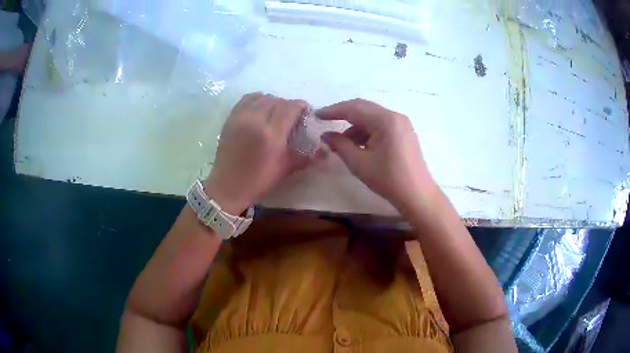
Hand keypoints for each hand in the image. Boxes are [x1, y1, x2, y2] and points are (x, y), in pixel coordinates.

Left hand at [203, 93, 309, 214]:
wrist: (227, 186)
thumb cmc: (259, 180)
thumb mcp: (286, 168)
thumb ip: (307, 155)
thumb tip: (326, 148)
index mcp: (271, 134)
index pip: (290, 107)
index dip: (301, 106)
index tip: (305, 113)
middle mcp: (255, 120)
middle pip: (278, 100)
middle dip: (288, 105)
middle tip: (291, 117)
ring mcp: (241, 117)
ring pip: (262, 97)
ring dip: (273, 102)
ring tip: (275, 113)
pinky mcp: (230, 118)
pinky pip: (247, 99)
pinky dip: (257, 100)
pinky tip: (260, 109)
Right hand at [319, 99, 436, 210]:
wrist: (417, 195)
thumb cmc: (388, 179)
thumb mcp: (359, 163)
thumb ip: (340, 145)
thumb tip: (325, 135)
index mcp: (385, 120)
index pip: (354, 108)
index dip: (333, 110)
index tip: (317, 115)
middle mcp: (394, 116)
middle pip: (364, 108)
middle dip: (343, 114)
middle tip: (325, 122)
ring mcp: (401, 124)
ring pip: (372, 117)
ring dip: (355, 126)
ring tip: (340, 142)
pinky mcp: (403, 132)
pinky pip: (380, 125)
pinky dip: (366, 132)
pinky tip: (357, 145)